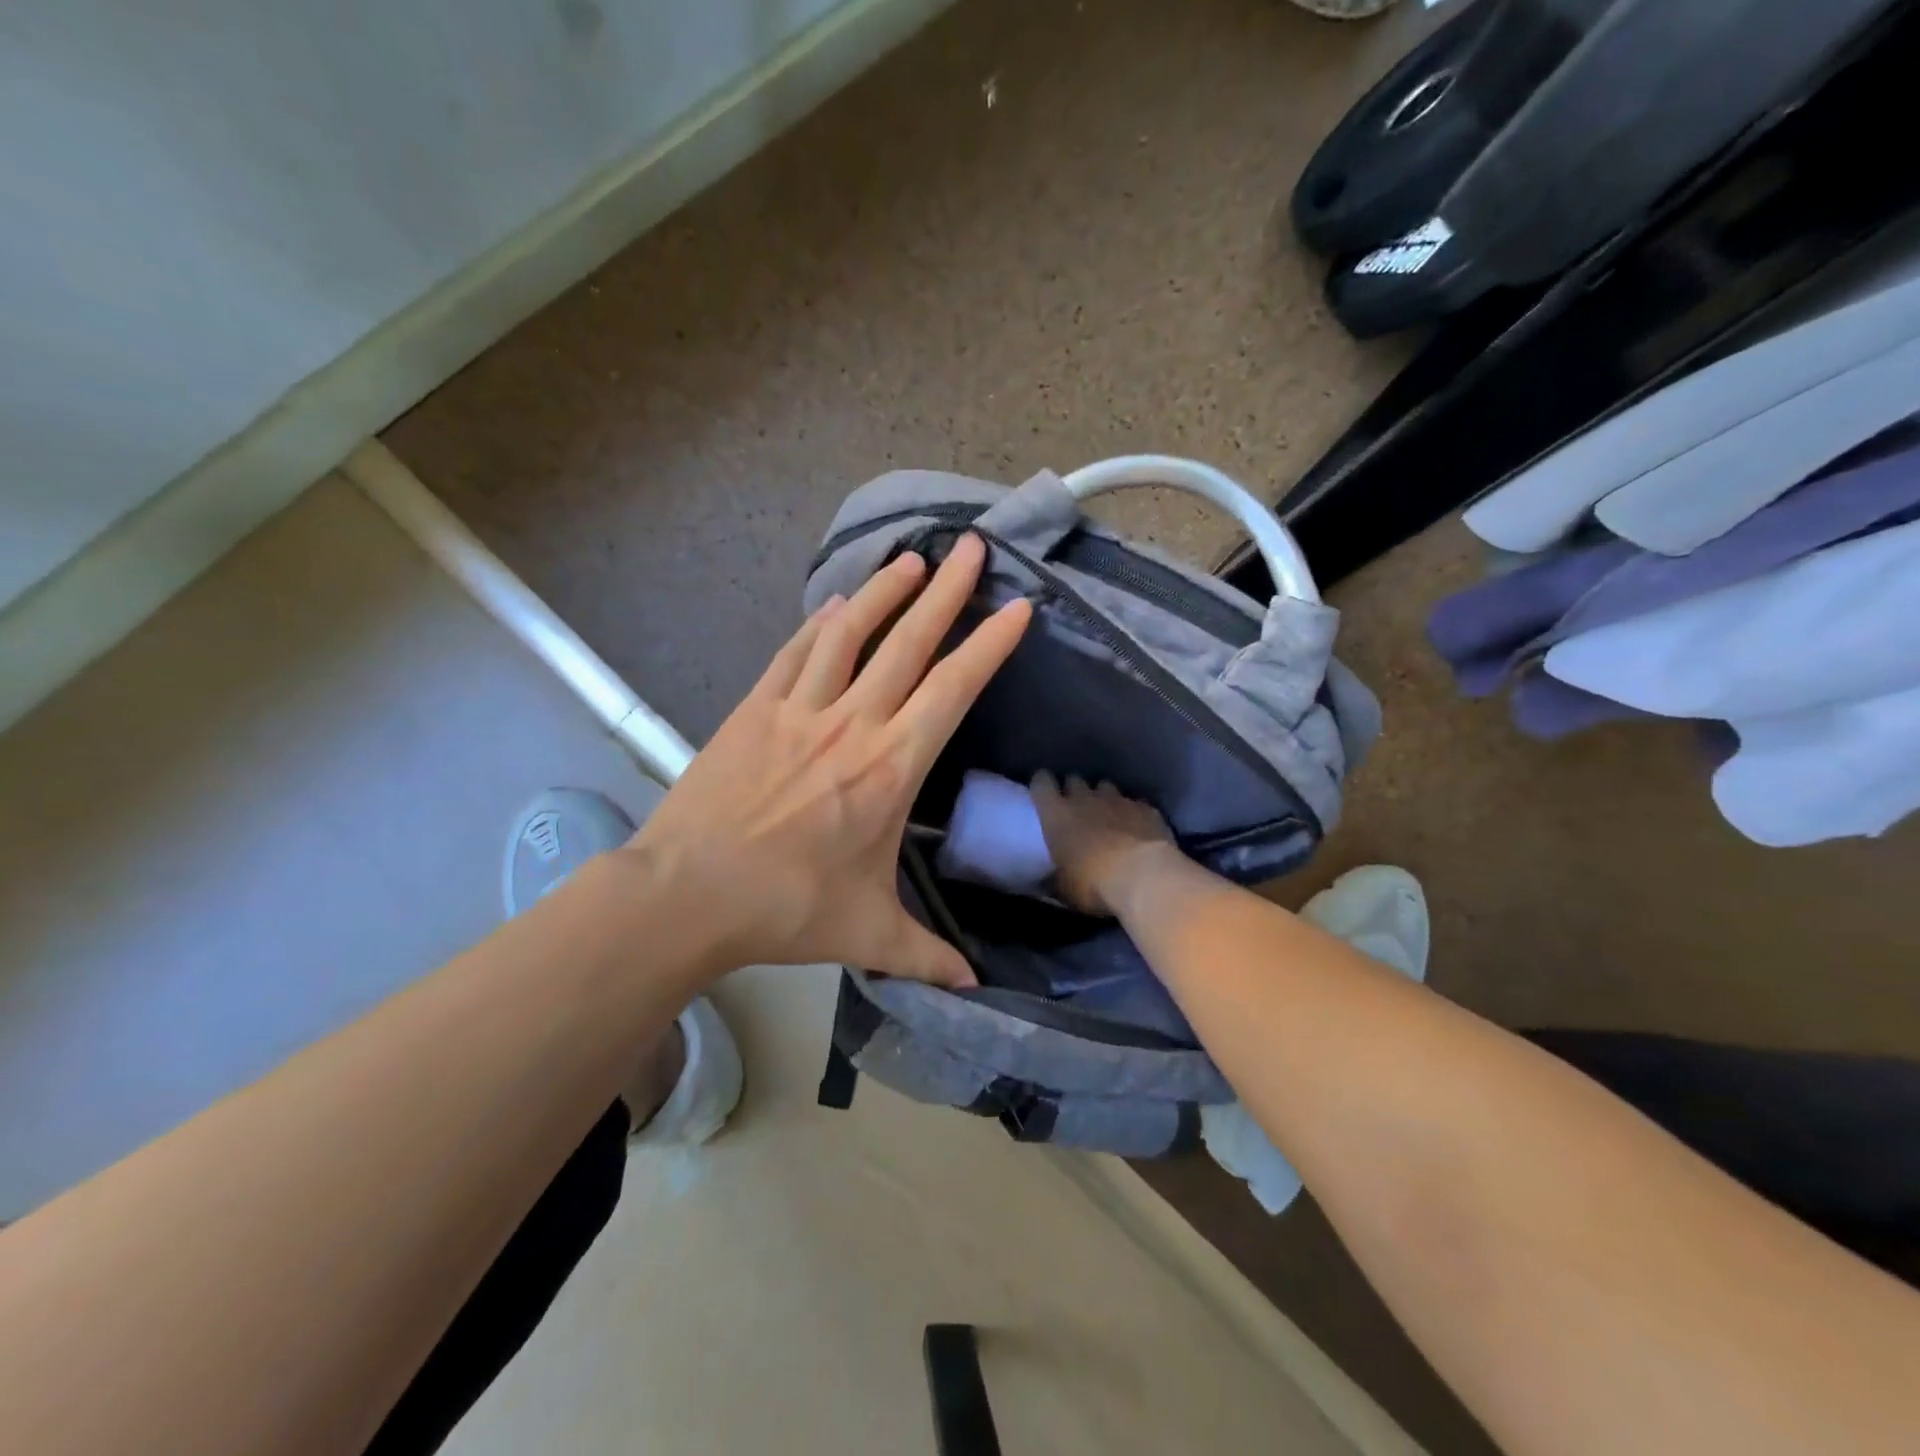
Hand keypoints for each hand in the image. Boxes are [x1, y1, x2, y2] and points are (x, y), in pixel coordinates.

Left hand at [628, 535, 1029, 987]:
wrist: (686, 894)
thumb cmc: (786, 908)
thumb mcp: (867, 933)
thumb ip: (926, 955)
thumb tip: (971, 987)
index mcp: (890, 768)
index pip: (952, 691)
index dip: (988, 646)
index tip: (1017, 608)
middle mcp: (852, 724)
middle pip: (908, 644)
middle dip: (947, 593)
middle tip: (971, 548)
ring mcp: (799, 711)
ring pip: (851, 635)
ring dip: (884, 593)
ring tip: (912, 560)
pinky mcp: (754, 710)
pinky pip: (796, 653)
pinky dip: (820, 623)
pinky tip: (835, 602)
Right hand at [1029, 772, 1180, 917]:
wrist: (1144, 877)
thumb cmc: (1093, 884)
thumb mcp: (1064, 888)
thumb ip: (1055, 878)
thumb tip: (1048, 880)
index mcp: (1057, 814)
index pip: (1041, 783)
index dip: (1042, 784)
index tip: (1044, 792)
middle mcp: (1085, 799)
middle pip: (1074, 780)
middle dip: (1073, 790)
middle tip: (1076, 809)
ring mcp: (1118, 800)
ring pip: (1105, 786)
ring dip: (1103, 798)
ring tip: (1108, 816)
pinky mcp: (1146, 809)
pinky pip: (1135, 803)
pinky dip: (1133, 813)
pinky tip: (1137, 828)